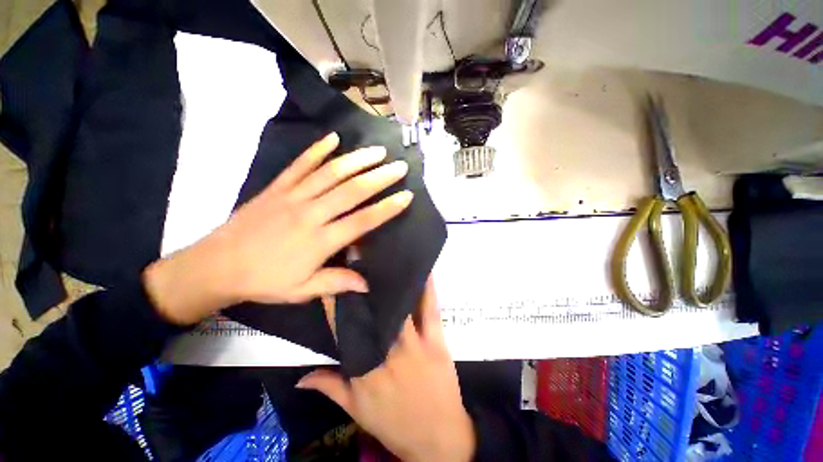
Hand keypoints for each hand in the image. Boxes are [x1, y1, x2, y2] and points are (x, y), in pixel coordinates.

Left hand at [144, 133, 412, 324]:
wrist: (217, 265)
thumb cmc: (264, 280)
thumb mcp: (302, 291)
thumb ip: (337, 283)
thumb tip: (367, 285)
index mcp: (320, 241)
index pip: (362, 221)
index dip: (387, 209)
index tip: (406, 196)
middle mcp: (311, 214)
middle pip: (352, 191)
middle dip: (380, 178)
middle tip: (400, 166)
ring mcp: (293, 196)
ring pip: (330, 173)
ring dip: (357, 160)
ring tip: (377, 151)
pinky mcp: (277, 187)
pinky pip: (300, 165)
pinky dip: (317, 150)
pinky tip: (333, 139)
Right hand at [297, 279, 475, 461]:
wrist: (437, 438)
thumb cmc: (395, 424)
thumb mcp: (357, 411)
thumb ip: (330, 388)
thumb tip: (300, 377)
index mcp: (364, 369)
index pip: (346, 330)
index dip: (337, 305)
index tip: (331, 283)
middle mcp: (386, 352)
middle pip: (374, 314)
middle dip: (365, 289)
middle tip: (360, 262)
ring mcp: (414, 345)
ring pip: (400, 307)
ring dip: (393, 285)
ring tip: (387, 262)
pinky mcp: (436, 341)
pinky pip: (430, 311)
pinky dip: (428, 290)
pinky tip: (424, 272)